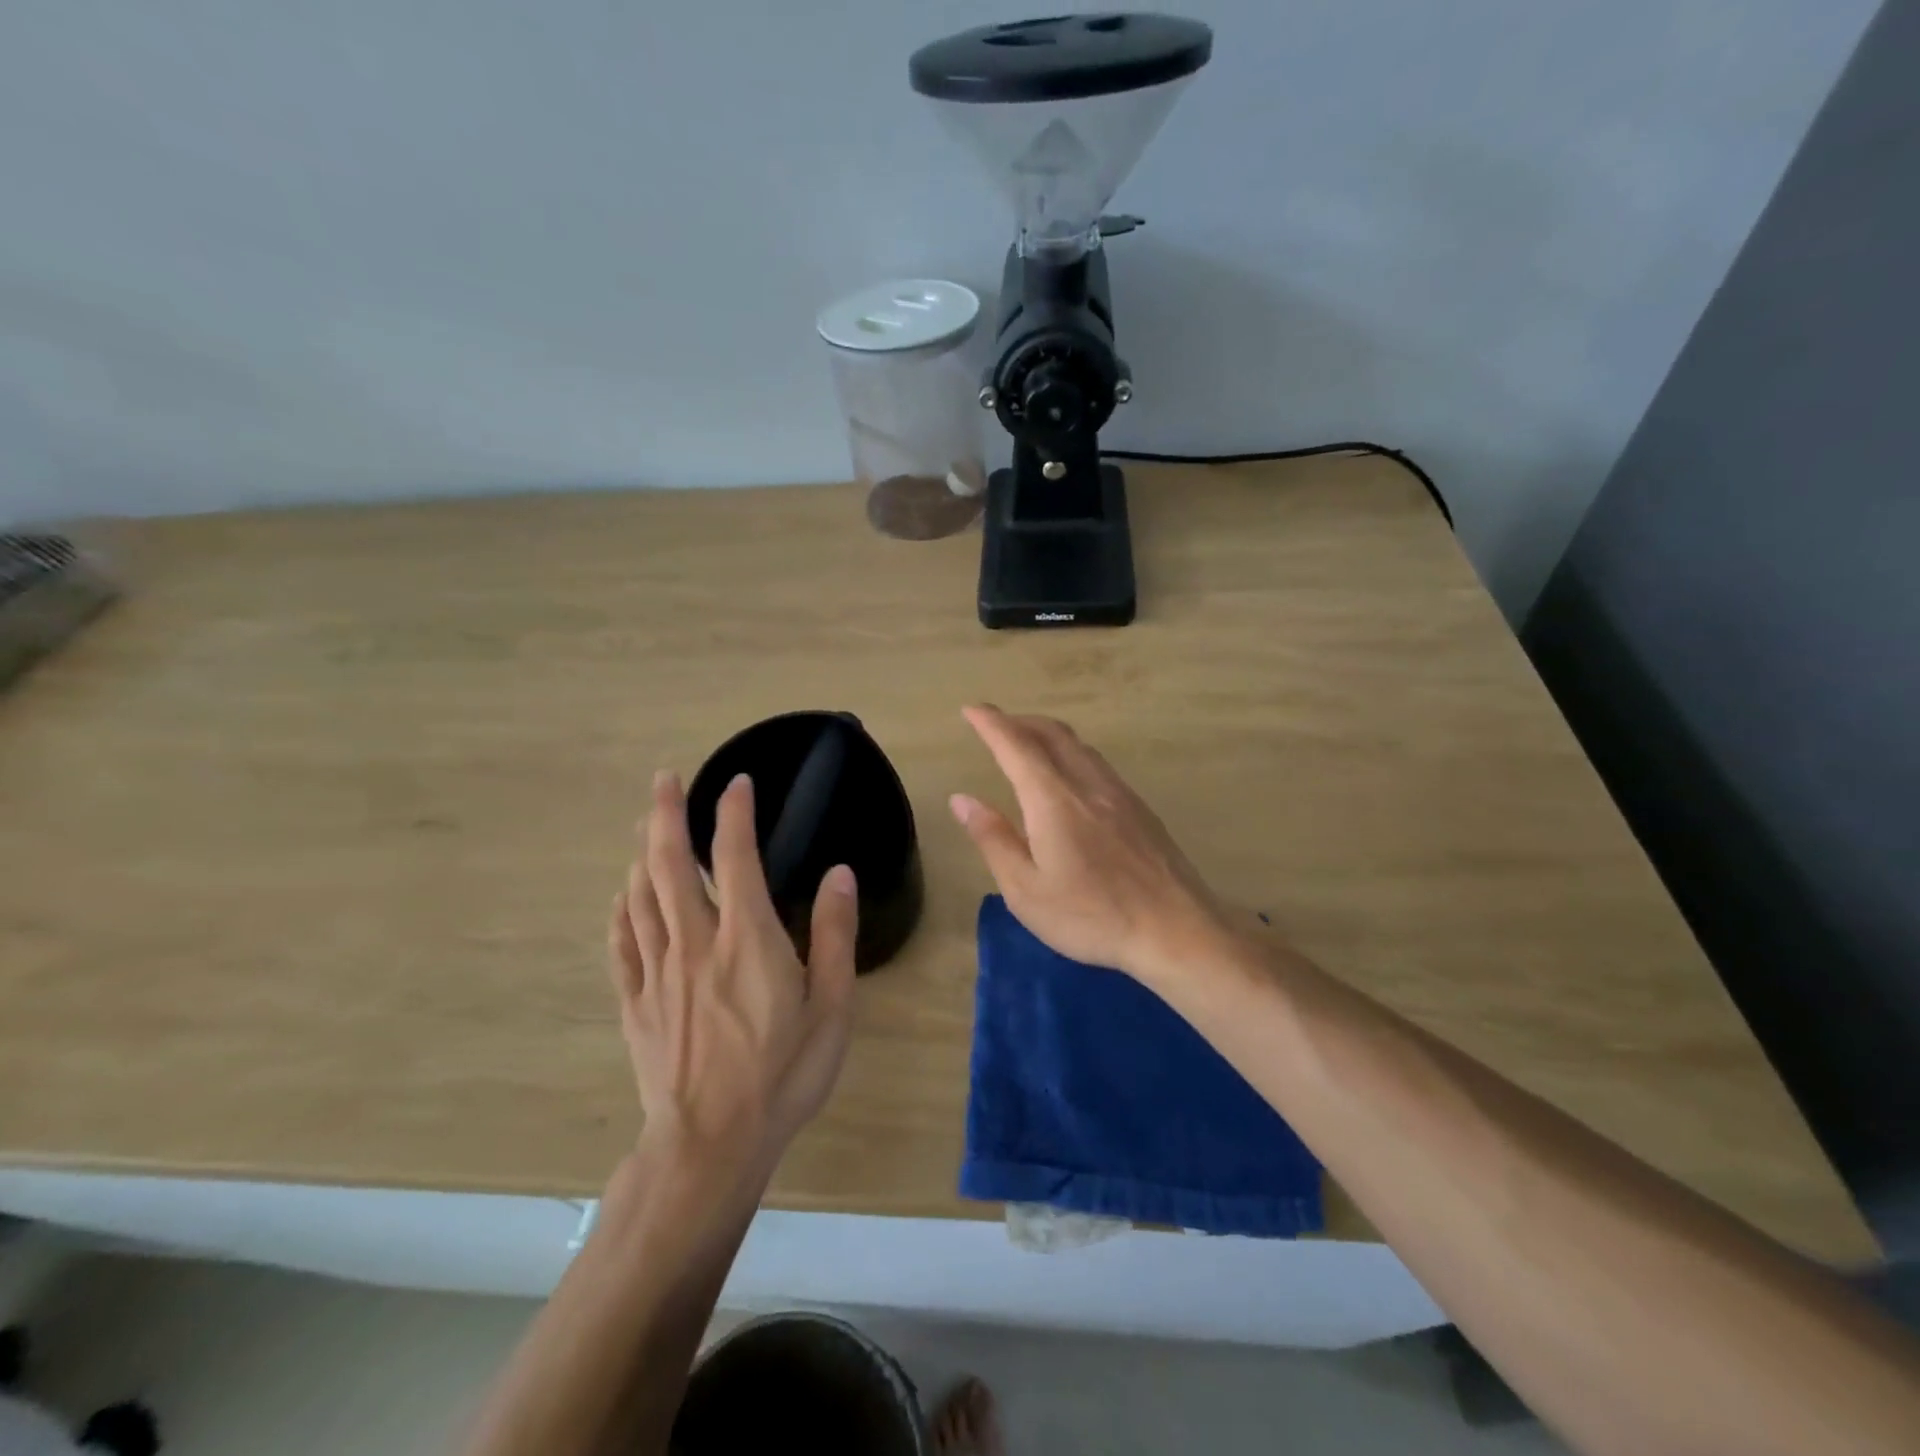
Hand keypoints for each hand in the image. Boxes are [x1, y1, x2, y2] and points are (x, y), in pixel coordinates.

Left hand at [609, 771, 856, 1172]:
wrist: (711, 1145)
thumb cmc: (782, 1074)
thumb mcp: (832, 1007)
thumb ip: (833, 935)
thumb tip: (838, 874)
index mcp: (748, 937)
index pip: (736, 856)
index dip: (734, 812)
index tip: (736, 782)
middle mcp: (696, 941)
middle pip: (670, 864)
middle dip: (665, 815)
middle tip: (663, 779)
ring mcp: (659, 971)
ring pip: (641, 896)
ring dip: (643, 853)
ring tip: (646, 827)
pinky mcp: (636, 1001)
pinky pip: (622, 942)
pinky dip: (621, 909)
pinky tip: (624, 897)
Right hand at [949, 704, 1230, 984]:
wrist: (1176, 930)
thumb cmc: (1092, 916)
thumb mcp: (1026, 890)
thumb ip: (993, 839)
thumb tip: (962, 800)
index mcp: (1053, 800)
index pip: (1016, 746)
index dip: (991, 723)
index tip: (972, 708)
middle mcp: (1088, 784)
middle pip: (1052, 733)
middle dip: (1019, 721)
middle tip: (995, 724)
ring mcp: (1120, 794)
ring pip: (1079, 746)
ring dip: (1048, 735)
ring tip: (1028, 745)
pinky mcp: (1141, 809)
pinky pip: (1098, 764)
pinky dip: (1072, 753)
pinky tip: (1070, 778)